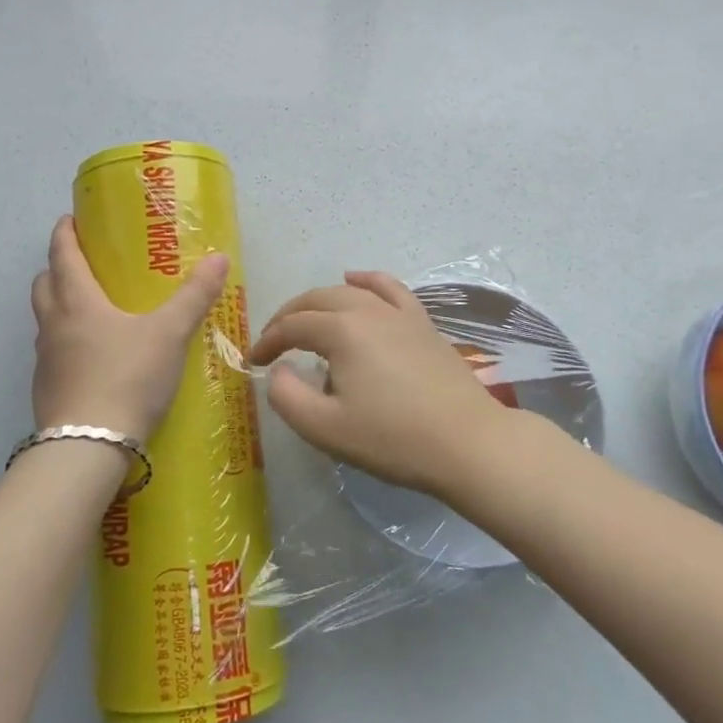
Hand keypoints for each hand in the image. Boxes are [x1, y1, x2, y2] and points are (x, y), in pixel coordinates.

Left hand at [31, 216, 229, 440]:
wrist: (88, 447)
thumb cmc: (127, 377)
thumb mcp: (169, 334)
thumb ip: (194, 296)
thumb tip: (219, 257)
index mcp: (77, 300)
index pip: (62, 253)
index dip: (65, 233)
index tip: (71, 219)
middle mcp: (53, 323)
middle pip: (44, 283)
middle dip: (57, 267)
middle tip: (84, 263)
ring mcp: (45, 359)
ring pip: (45, 319)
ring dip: (59, 305)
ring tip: (91, 310)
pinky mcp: (46, 389)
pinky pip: (52, 352)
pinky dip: (66, 342)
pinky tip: (93, 358)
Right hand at [247, 271, 515, 498]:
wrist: (468, 443)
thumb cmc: (394, 439)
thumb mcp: (326, 429)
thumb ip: (288, 397)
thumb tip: (278, 371)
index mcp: (341, 331)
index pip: (293, 326)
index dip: (268, 341)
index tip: (254, 362)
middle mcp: (368, 310)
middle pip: (316, 300)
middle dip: (288, 317)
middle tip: (273, 342)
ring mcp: (399, 313)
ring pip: (349, 292)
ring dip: (319, 301)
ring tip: (304, 318)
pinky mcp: (422, 323)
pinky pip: (389, 288)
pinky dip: (367, 281)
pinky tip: (355, 279)